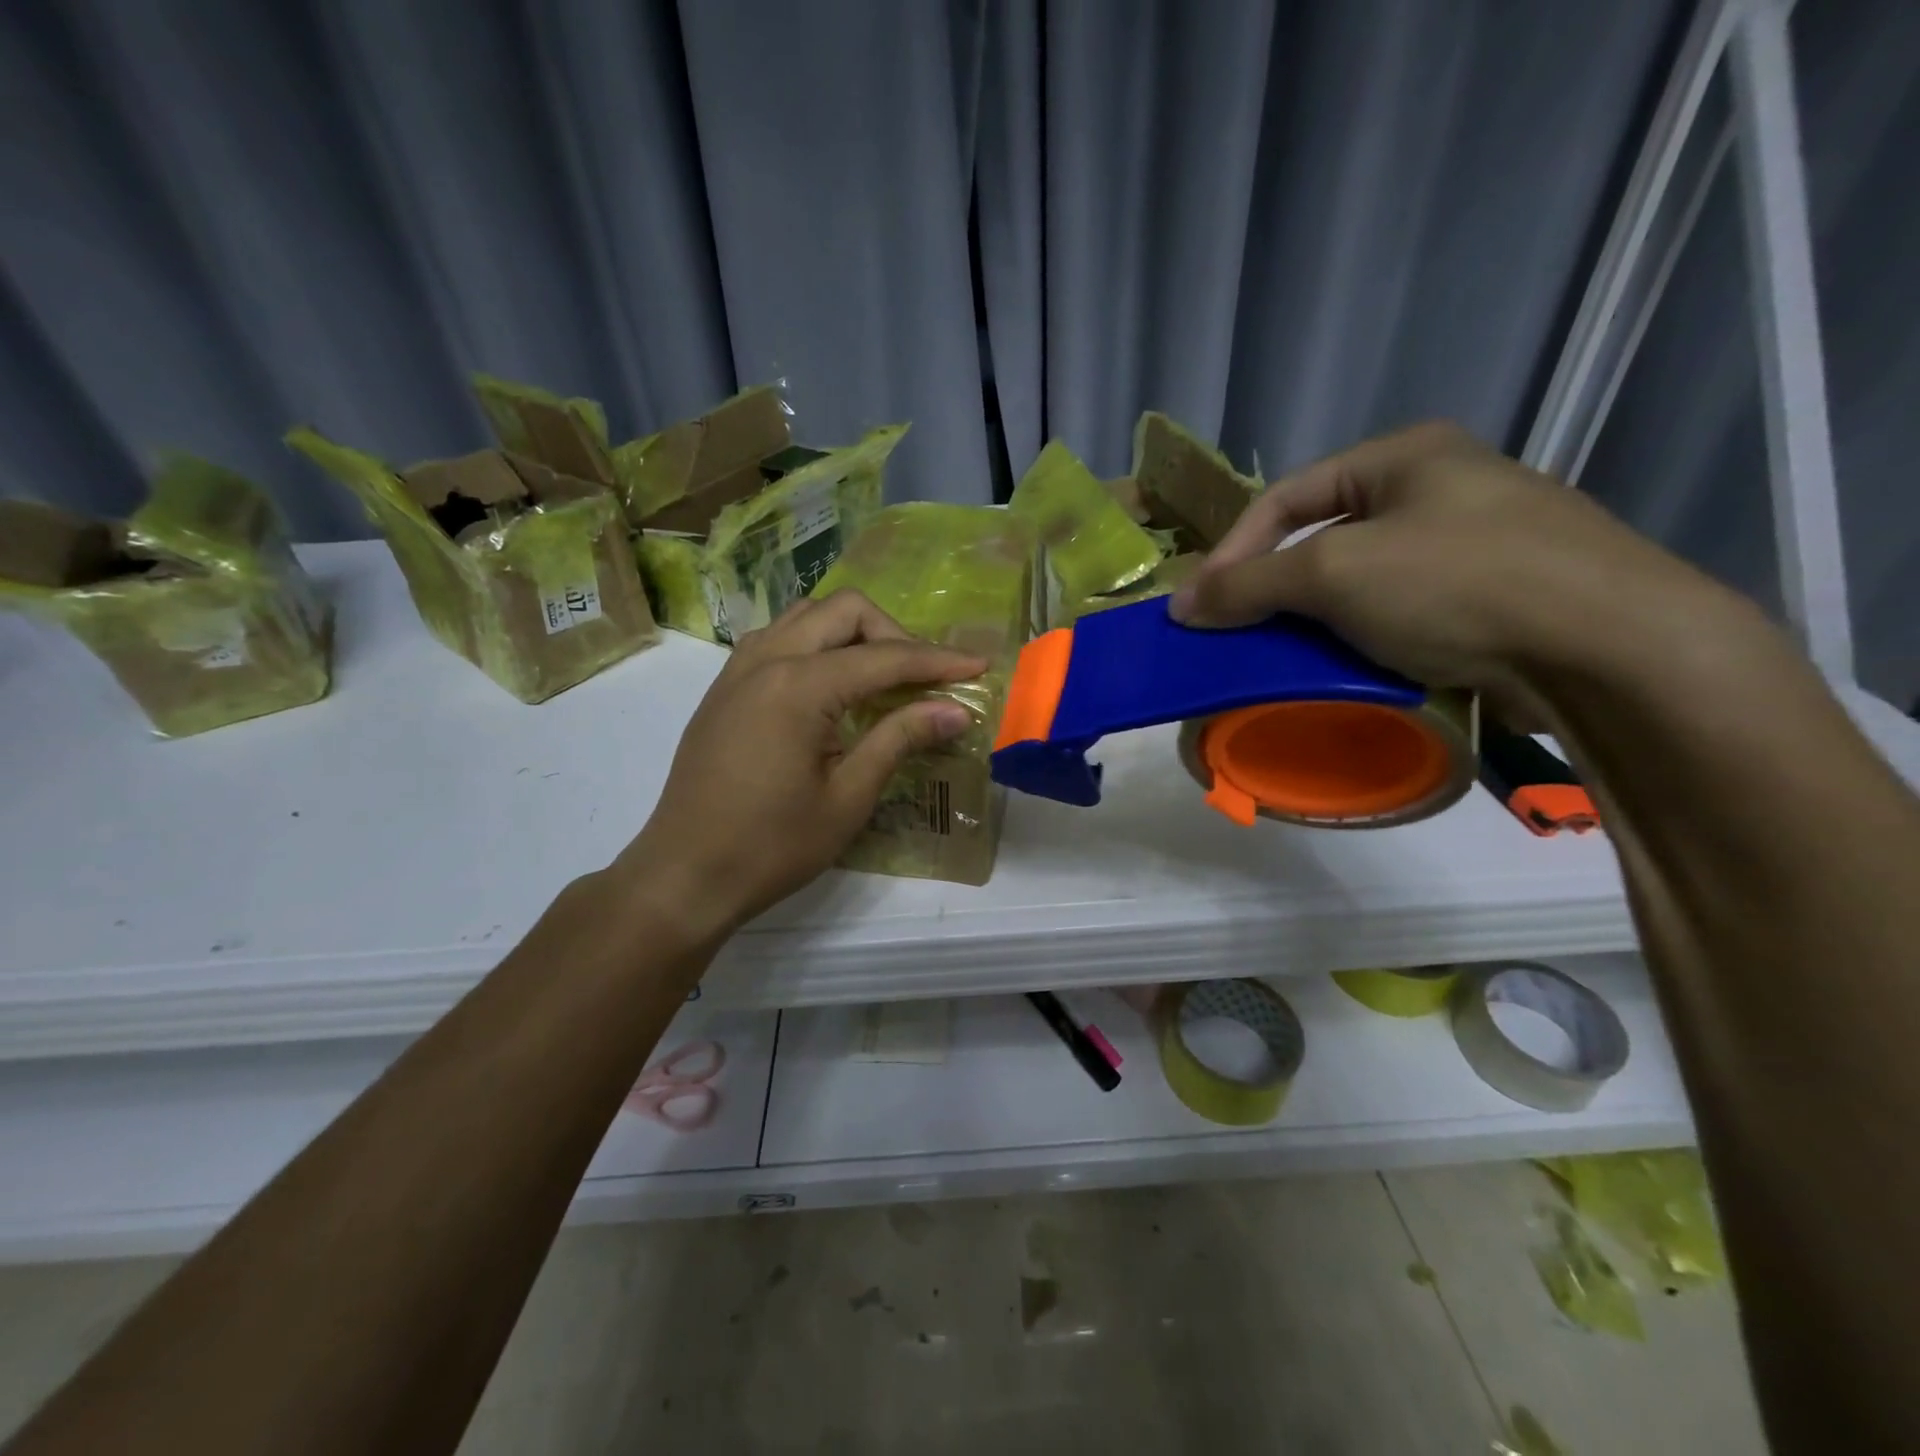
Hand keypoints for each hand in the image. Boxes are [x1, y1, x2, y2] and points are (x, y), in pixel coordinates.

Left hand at [618, 591, 985, 934]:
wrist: (685, 875)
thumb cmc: (772, 846)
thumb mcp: (848, 797)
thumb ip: (900, 739)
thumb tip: (955, 710)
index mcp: (798, 686)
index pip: (884, 657)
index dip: (938, 661)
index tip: (979, 665)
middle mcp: (766, 660)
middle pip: (845, 611)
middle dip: (895, 634)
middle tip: (924, 679)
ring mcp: (738, 669)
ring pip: (807, 616)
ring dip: (853, 633)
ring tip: (881, 677)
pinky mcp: (724, 687)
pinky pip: (778, 638)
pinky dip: (816, 645)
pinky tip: (831, 686)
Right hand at [1168, 421, 1732, 709]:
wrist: (1607, 648)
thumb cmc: (1456, 583)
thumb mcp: (1334, 573)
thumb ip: (1249, 584)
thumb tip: (1180, 605)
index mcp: (1404, 456)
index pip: (1285, 496)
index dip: (1232, 550)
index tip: (1199, 607)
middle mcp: (1439, 488)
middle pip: (1322, 537)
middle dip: (1273, 588)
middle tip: (1236, 633)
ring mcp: (1472, 544)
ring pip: (1359, 581)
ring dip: (1313, 620)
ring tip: (1281, 658)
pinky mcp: (1493, 599)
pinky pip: (1399, 613)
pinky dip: (1361, 639)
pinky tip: (1345, 669)